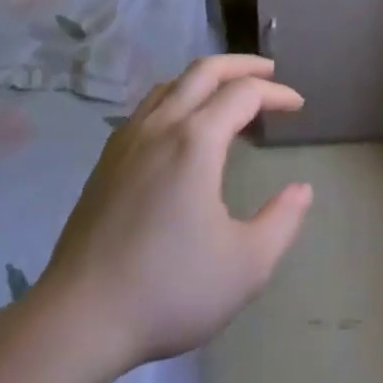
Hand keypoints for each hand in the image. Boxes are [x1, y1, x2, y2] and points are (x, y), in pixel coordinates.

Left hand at [29, 55, 313, 376]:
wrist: (80, 317)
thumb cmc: (170, 290)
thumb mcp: (246, 266)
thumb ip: (282, 222)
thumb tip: (302, 190)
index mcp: (196, 140)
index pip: (244, 94)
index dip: (276, 94)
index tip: (299, 107)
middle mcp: (161, 125)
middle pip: (205, 70)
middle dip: (242, 65)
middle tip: (269, 73)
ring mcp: (128, 138)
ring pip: (172, 84)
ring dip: (207, 80)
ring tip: (229, 99)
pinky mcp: (107, 159)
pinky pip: (149, 107)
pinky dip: (178, 99)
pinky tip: (183, 130)